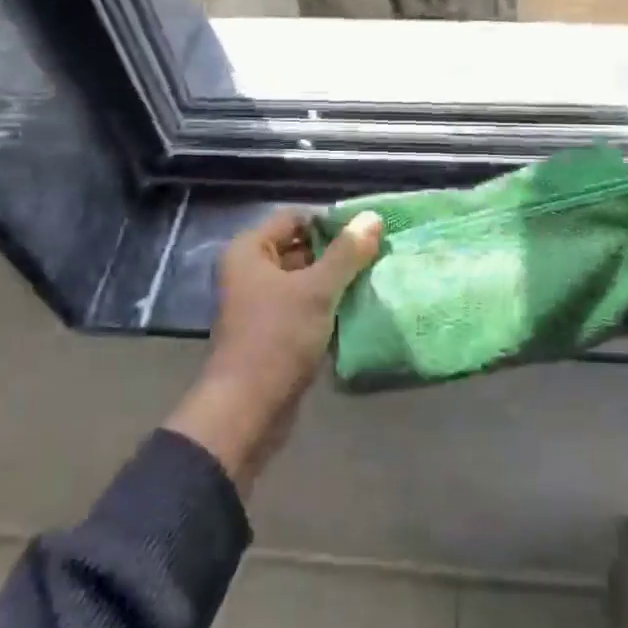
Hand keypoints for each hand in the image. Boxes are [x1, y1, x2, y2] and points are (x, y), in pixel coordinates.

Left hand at [164, 208, 382, 494]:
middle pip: (301, 247)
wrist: (248, 410)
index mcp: (249, 252)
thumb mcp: (317, 290)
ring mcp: (261, 304)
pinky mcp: (275, 332)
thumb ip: (347, 253)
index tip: (368, 229)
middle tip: (379, 251)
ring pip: (306, 279)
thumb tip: (373, 217)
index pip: (295, 218)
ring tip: (377, 275)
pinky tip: (361, 306)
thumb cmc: (277, 337)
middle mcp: (251, 272)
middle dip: (338, 251)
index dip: (330, 221)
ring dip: (337, 280)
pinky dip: (329, 305)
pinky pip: (306, 306)